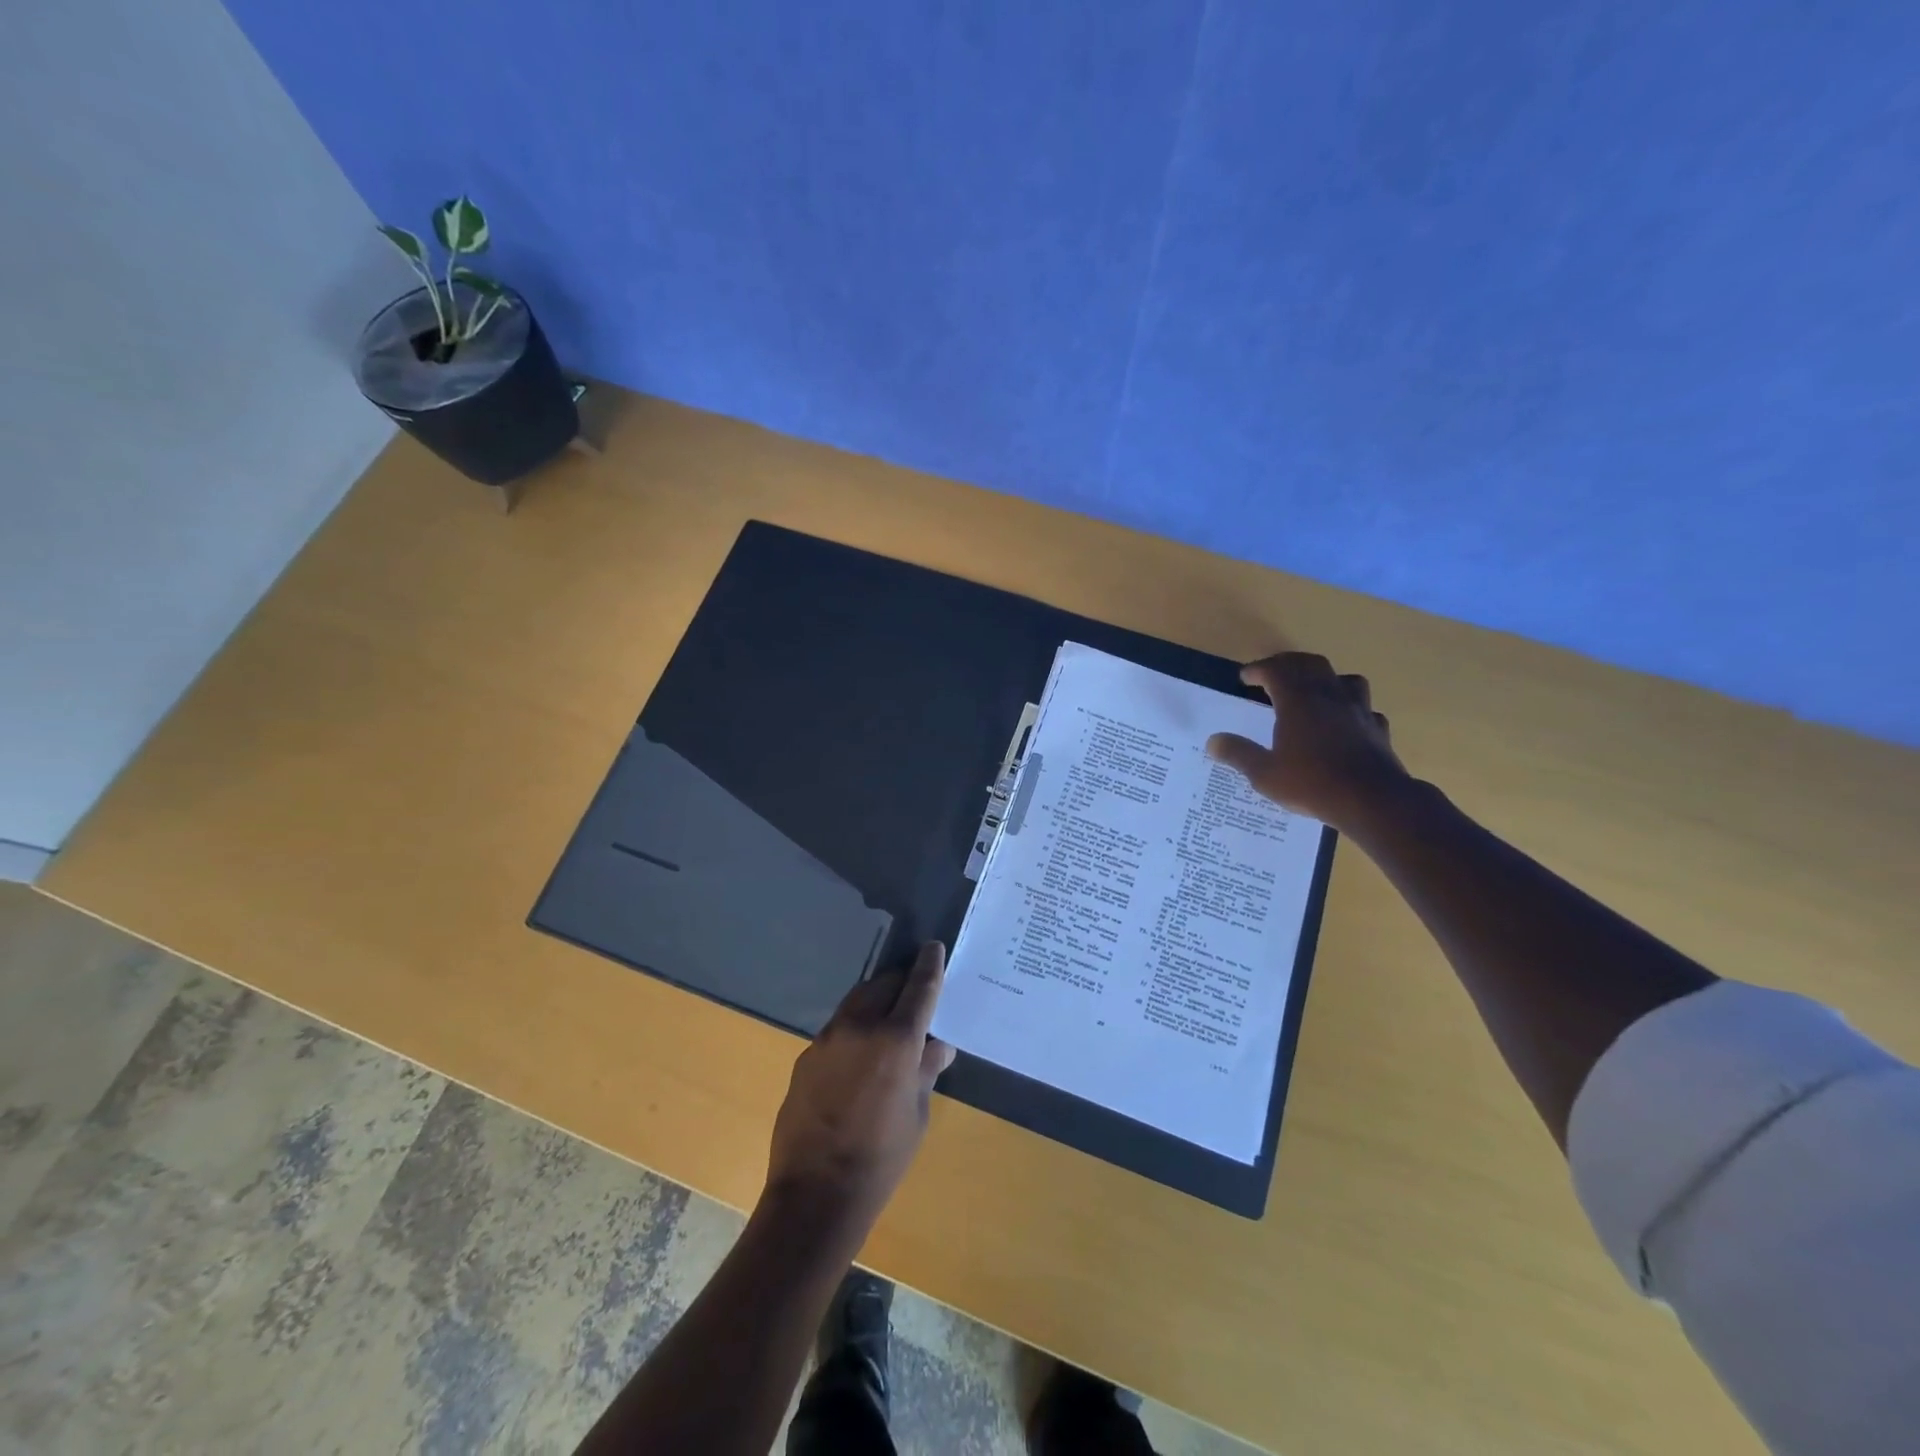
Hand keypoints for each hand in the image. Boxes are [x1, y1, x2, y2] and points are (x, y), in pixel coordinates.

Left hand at [765, 942, 956, 1239]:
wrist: (815, 1194)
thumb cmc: (881, 1159)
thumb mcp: (917, 1115)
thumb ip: (926, 1070)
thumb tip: (937, 1045)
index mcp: (896, 1040)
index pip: (918, 987)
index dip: (929, 964)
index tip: (933, 947)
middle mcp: (860, 1027)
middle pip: (884, 984)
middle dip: (901, 983)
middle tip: (915, 996)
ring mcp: (828, 1039)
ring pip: (857, 1001)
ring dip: (876, 1001)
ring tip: (888, 1023)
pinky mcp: (807, 1056)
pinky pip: (838, 1028)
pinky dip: (855, 1028)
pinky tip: (859, 1058)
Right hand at [1205, 652, 1412, 832]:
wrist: (1372, 801)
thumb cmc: (1312, 784)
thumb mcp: (1265, 774)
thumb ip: (1238, 754)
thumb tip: (1212, 741)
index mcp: (1298, 702)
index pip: (1276, 670)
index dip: (1258, 669)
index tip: (1245, 677)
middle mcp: (1329, 696)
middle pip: (1310, 664)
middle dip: (1289, 664)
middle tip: (1274, 674)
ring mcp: (1358, 710)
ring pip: (1344, 679)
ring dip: (1326, 678)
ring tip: (1315, 691)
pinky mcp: (1378, 728)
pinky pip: (1365, 708)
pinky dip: (1352, 708)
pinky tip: (1347, 722)